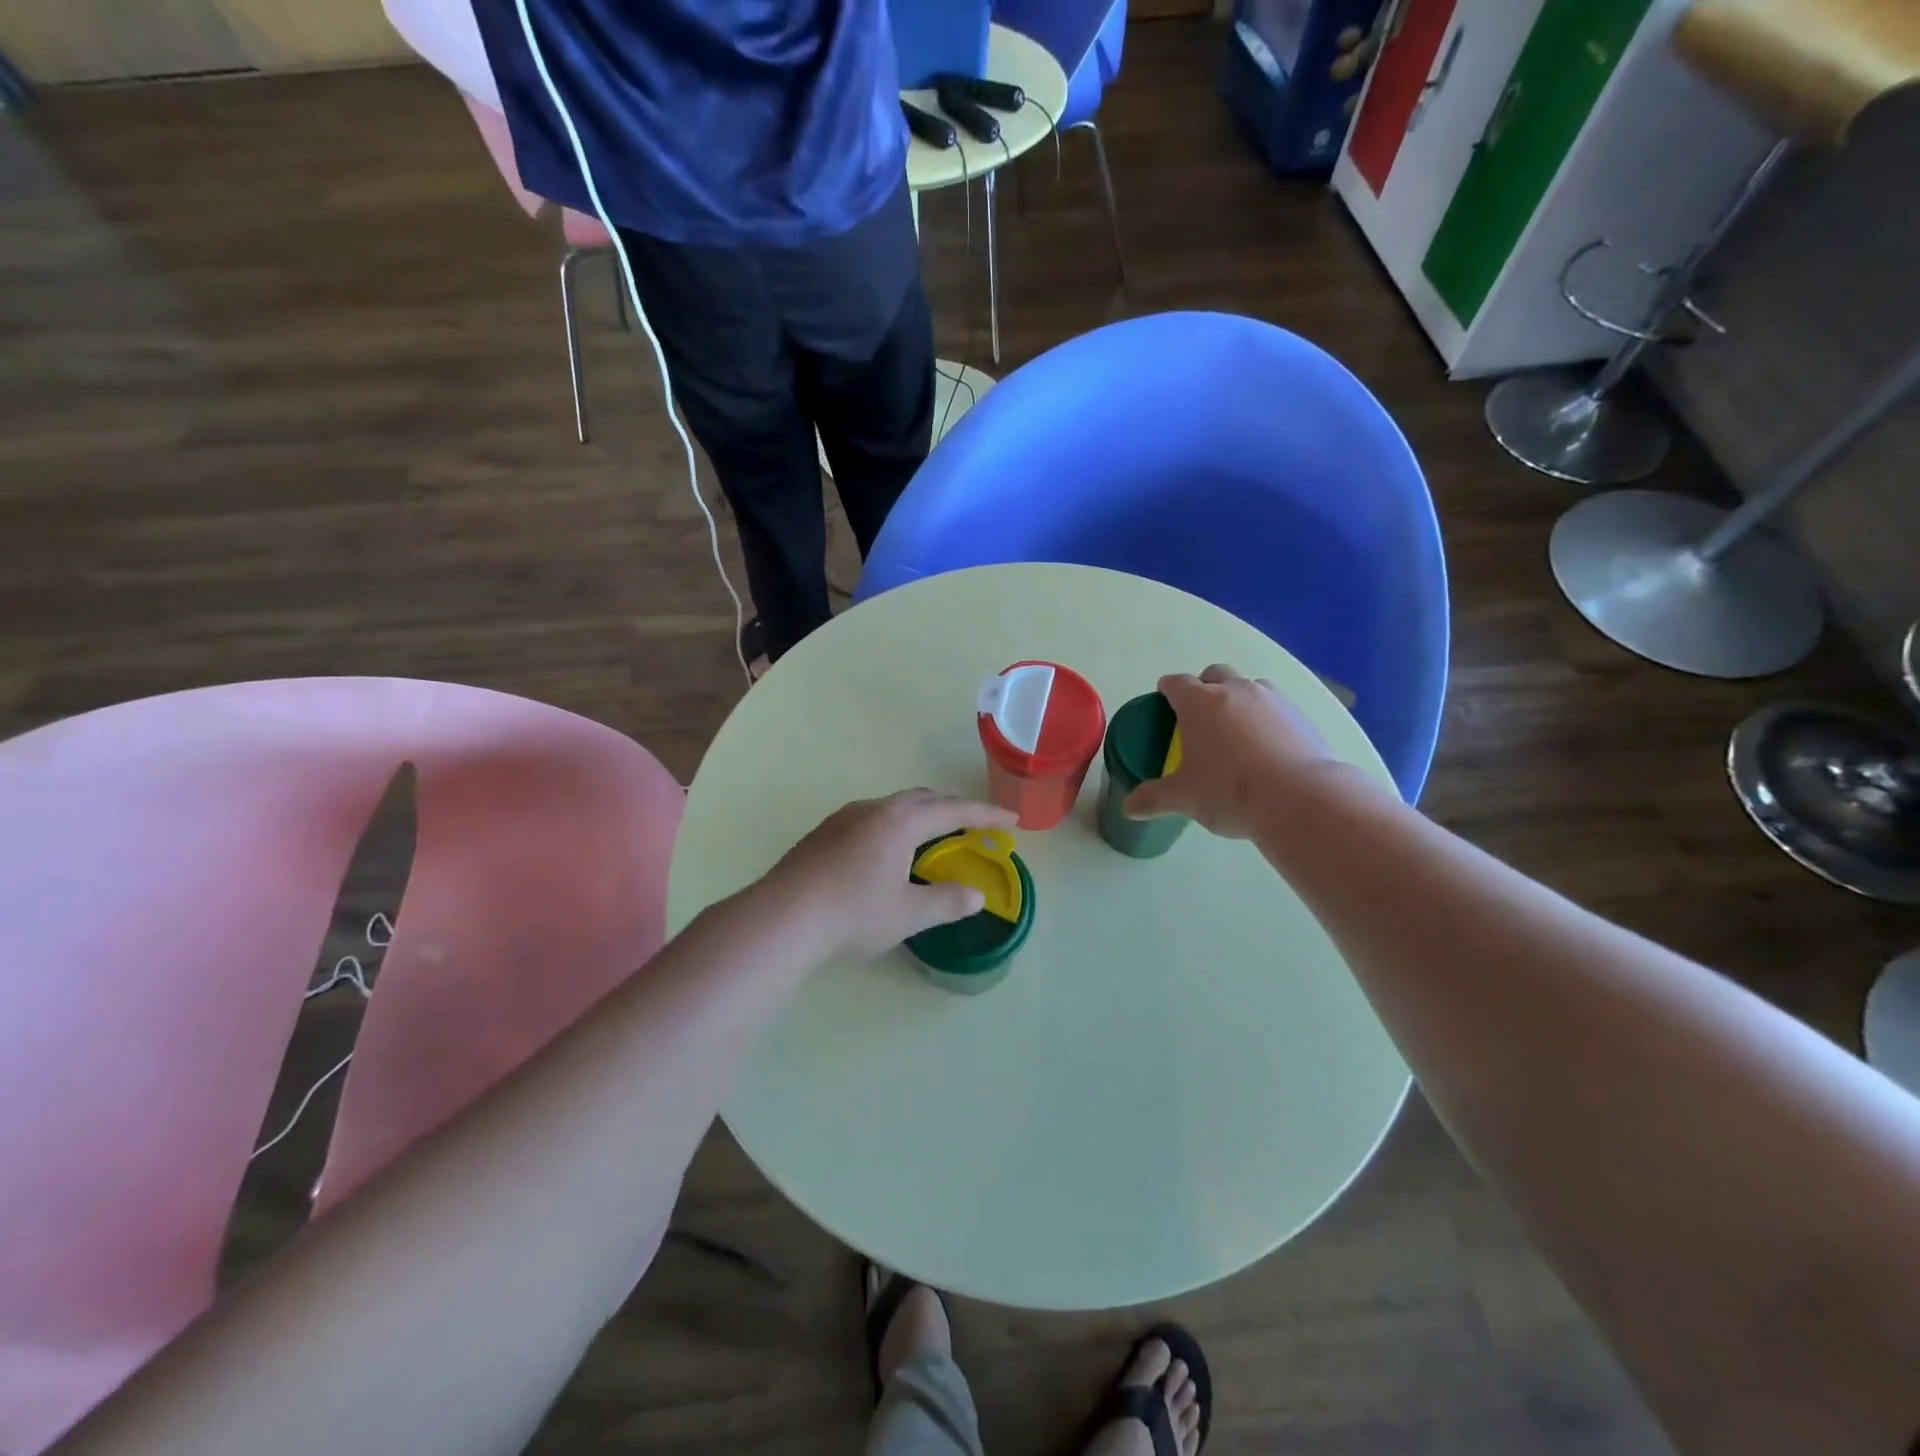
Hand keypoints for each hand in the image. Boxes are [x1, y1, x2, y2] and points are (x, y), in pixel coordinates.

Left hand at [758, 789, 1018, 963]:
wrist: (781, 917)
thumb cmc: (852, 914)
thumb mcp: (907, 914)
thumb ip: (946, 902)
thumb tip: (976, 896)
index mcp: (900, 822)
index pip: (953, 810)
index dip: (985, 814)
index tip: (1011, 818)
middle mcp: (873, 810)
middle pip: (922, 799)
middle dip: (952, 807)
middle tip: (974, 823)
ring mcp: (844, 818)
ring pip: (893, 806)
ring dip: (921, 814)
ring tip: (933, 834)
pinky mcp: (823, 834)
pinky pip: (871, 818)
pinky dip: (895, 825)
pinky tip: (887, 850)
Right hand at [1125, 664, 1340, 839]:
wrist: (1298, 799)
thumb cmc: (1228, 791)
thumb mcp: (1183, 798)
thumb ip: (1153, 798)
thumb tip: (1129, 807)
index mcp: (1199, 702)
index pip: (1175, 683)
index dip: (1167, 691)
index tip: (1164, 704)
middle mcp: (1235, 690)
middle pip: (1214, 674)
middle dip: (1204, 688)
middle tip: (1200, 719)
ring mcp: (1272, 699)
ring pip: (1249, 687)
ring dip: (1238, 700)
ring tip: (1236, 733)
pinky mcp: (1301, 716)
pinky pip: (1277, 708)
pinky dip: (1267, 719)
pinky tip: (1267, 749)